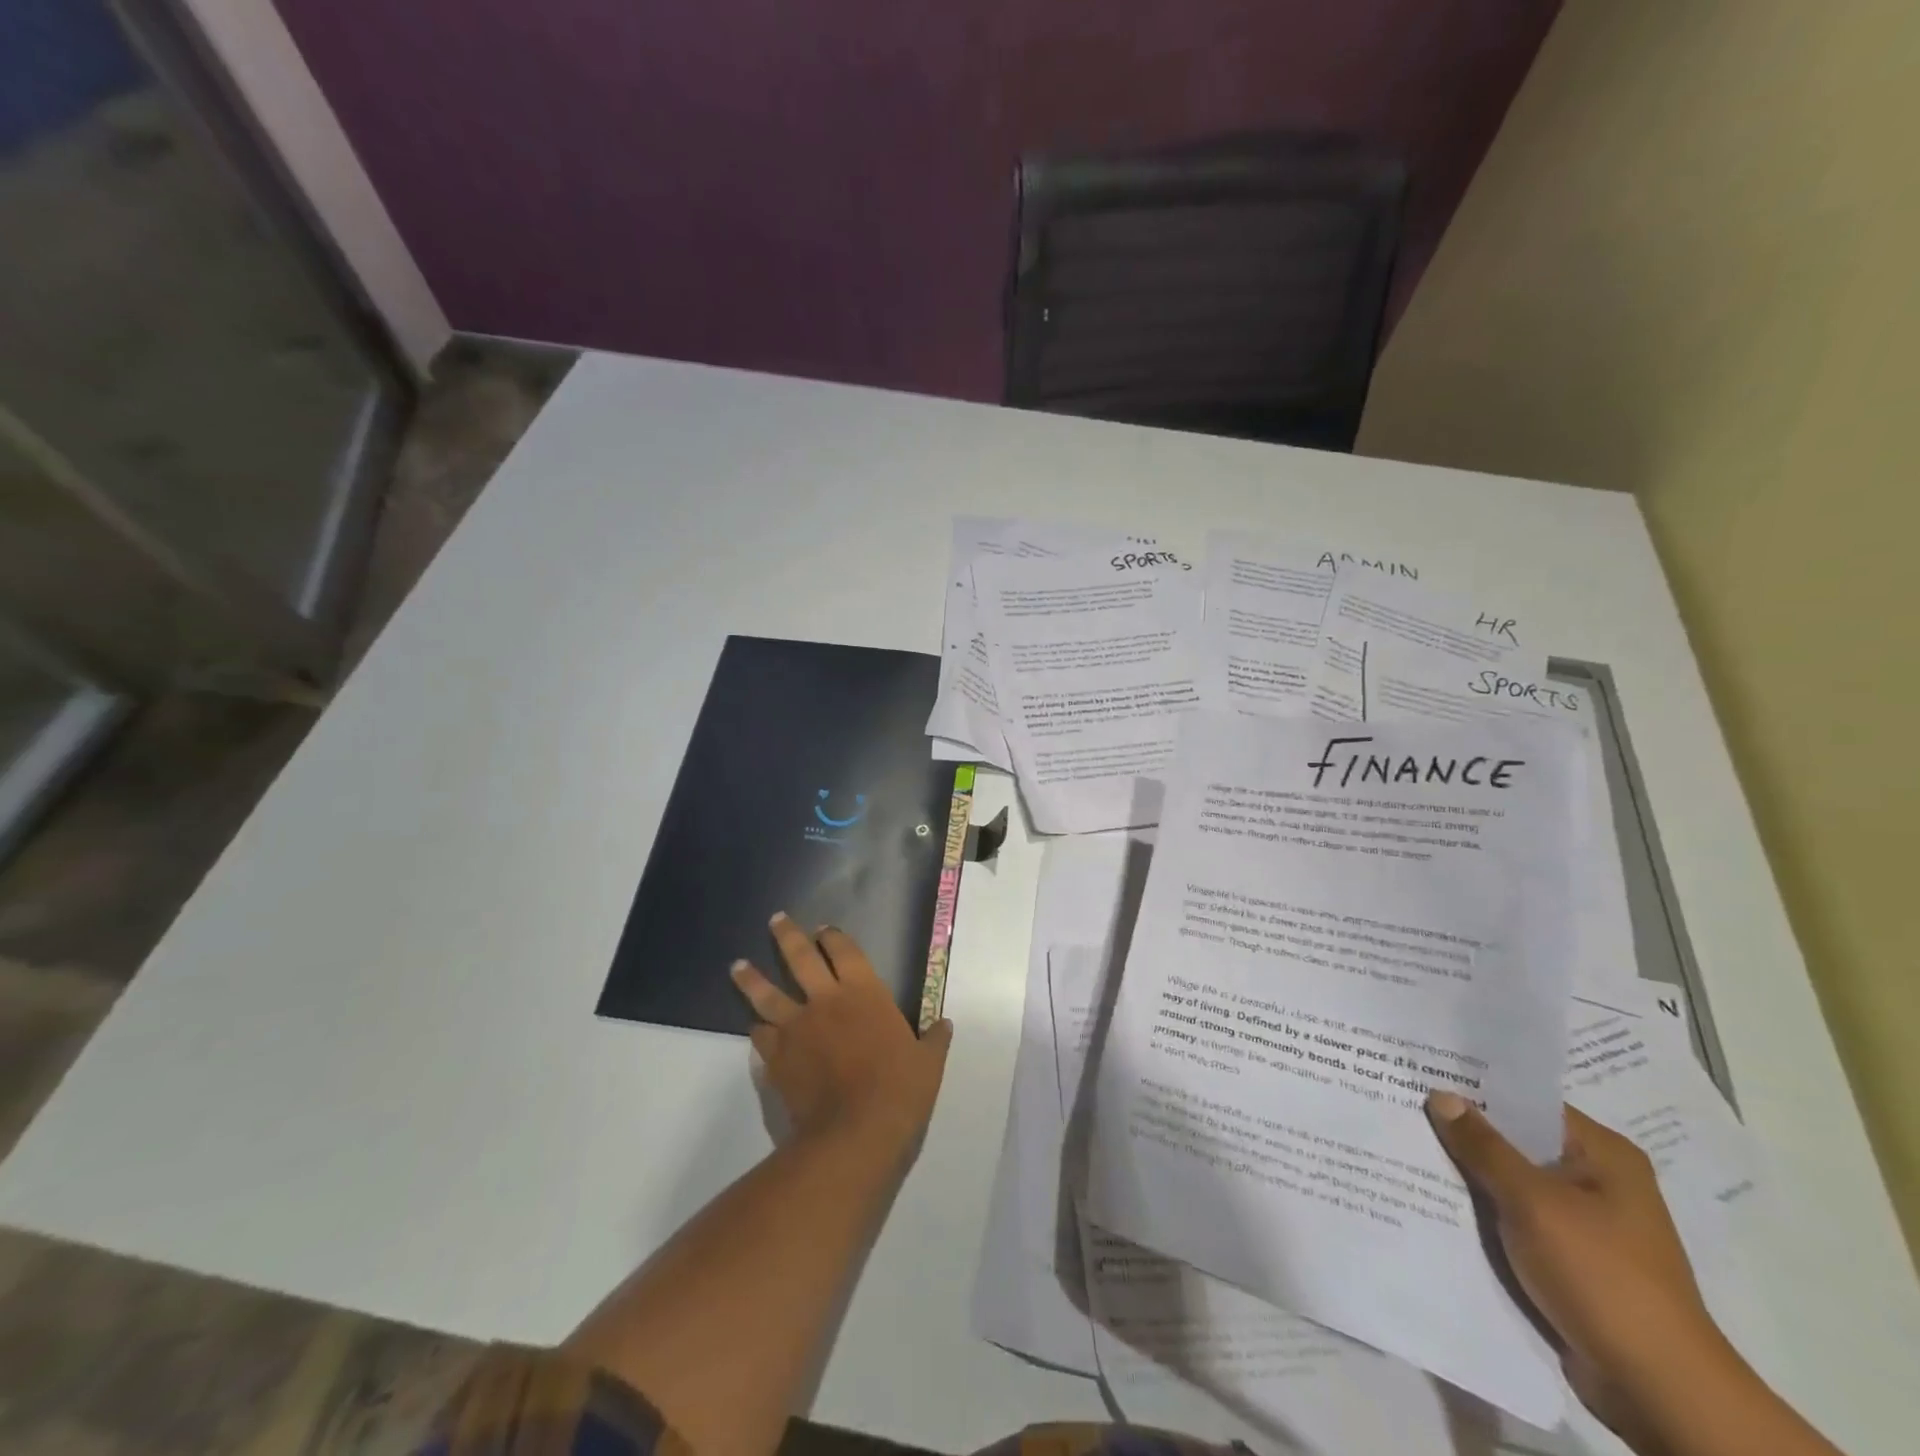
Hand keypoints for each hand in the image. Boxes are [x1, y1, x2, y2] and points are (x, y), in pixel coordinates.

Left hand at [731, 914, 952, 1161]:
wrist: (854, 1130)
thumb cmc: (899, 1088)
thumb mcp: (928, 1062)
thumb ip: (934, 1039)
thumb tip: (945, 1024)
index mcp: (864, 991)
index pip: (843, 950)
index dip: (831, 937)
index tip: (823, 931)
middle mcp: (825, 999)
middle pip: (799, 957)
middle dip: (786, 935)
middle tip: (775, 920)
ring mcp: (797, 1027)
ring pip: (767, 993)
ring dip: (751, 977)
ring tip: (738, 965)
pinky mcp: (778, 1057)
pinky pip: (761, 1035)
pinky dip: (757, 1029)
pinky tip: (753, 1026)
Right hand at [1426, 1093, 1734, 1443]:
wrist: (1656, 1389)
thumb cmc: (1600, 1276)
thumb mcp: (1532, 1202)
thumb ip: (1483, 1146)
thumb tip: (1441, 1094)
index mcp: (1603, 1154)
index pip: (1527, 1103)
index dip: (1475, 1088)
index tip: (1422, 1074)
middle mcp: (1597, 1180)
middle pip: (1517, 1142)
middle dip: (1464, 1132)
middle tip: (1402, 1106)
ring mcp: (1584, 1223)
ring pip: (1511, 1182)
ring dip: (1469, 1174)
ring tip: (1406, 1146)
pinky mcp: (1568, 1259)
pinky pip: (1514, 1218)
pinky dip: (1481, 1210)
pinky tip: (1434, 1198)